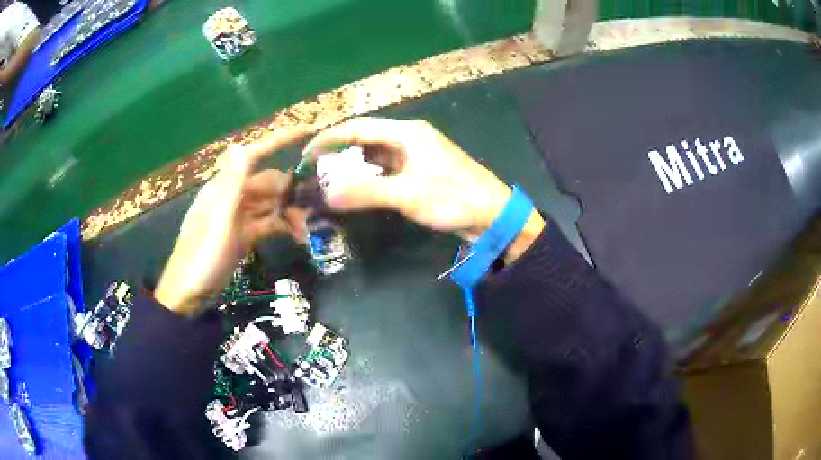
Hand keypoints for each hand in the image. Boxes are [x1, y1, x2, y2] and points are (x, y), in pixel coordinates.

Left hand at [155, 131, 306, 314]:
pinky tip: (297, 237)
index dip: (278, 141)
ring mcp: (238, 217)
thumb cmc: (203, 257)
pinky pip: (267, 223)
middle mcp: (232, 197)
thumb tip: (241, 145)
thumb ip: (232, 186)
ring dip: (288, 212)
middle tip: (315, 204)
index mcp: (224, 188)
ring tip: (306, 228)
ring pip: (270, 204)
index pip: (253, 155)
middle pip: (267, 182)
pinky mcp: (243, 236)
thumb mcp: (219, 222)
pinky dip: (281, 227)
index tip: (306, 132)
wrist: (190, 294)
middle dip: (290, 190)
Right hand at [304, 117, 543, 261]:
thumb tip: (326, 194)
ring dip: (353, 167)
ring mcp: (415, 156)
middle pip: (366, 139)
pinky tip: (357, 189)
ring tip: (330, 181)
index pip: (359, 127)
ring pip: (376, 156)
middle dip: (339, 153)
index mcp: (407, 133)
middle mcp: (409, 138)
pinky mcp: (420, 172)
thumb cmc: (453, 198)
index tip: (308, 154)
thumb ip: (366, 193)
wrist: (492, 215)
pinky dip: (369, 178)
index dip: (330, 138)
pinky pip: (387, 170)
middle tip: (316, 171)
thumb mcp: (407, 194)